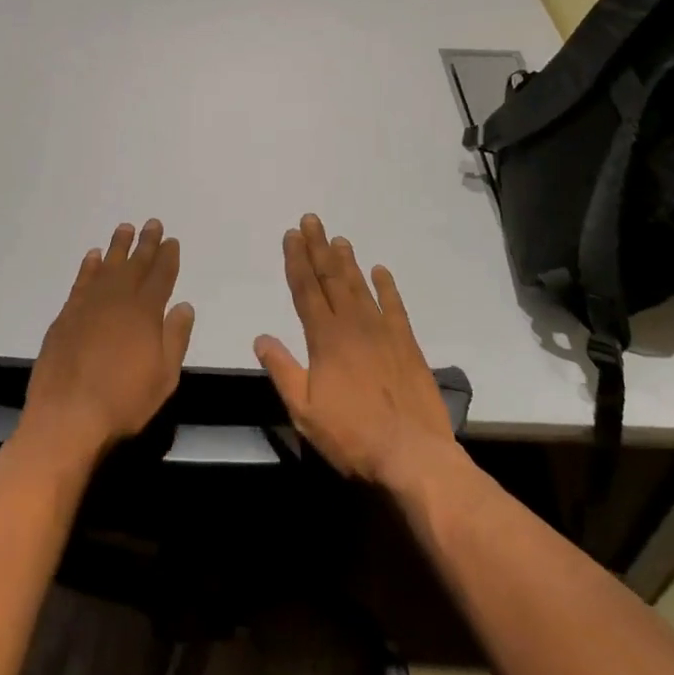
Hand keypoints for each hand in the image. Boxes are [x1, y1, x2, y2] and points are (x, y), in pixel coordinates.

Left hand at [21, 219, 194, 462]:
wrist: (66, 416)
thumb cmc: (123, 401)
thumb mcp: (164, 377)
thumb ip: (175, 338)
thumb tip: (184, 305)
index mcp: (145, 312)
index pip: (161, 276)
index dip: (168, 257)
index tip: (171, 241)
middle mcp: (117, 299)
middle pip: (135, 264)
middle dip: (146, 243)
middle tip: (152, 223)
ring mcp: (89, 305)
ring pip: (108, 266)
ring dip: (118, 246)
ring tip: (125, 228)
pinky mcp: (66, 315)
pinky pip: (82, 280)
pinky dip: (90, 266)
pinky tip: (94, 256)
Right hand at [254, 214, 456, 489]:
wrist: (412, 453)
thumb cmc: (352, 435)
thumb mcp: (304, 410)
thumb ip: (282, 370)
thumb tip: (261, 337)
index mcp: (325, 338)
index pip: (305, 289)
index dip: (296, 260)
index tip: (291, 235)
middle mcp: (352, 324)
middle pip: (331, 277)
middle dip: (318, 247)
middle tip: (311, 220)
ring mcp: (382, 331)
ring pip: (360, 286)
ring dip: (347, 260)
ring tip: (338, 238)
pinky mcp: (406, 343)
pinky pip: (394, 306)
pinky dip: (386, 286)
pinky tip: (380, 270)